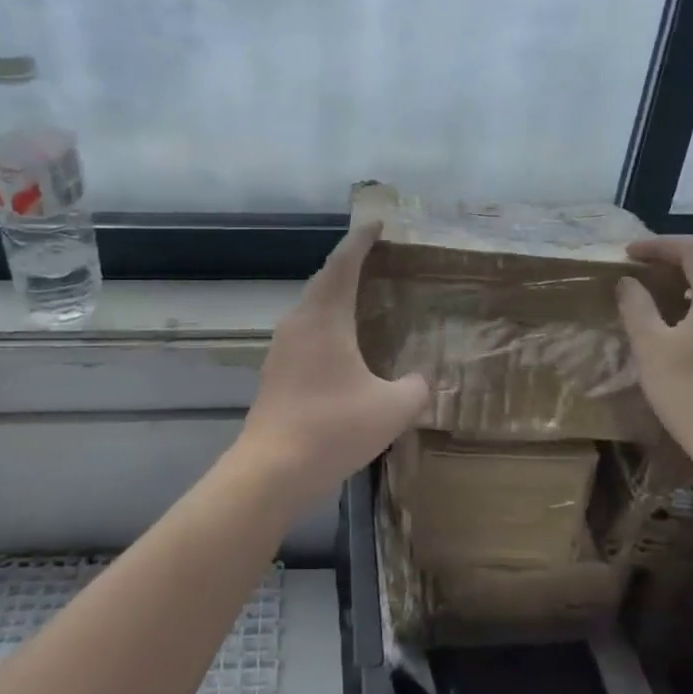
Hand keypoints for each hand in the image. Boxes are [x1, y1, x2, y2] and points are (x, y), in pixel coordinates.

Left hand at [236, 224, 429, 502]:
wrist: (272, 470)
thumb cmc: (334, 428)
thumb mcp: (392, 409)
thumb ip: (415, 387)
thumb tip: (420, 379)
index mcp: (325, 318)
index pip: (343, 264)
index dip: (361, 240)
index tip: (376, 223)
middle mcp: (298, 323)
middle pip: (323, 281)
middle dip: (348, 266)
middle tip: (376, 259)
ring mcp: (281, 349)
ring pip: (311, 309)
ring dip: (335, 298)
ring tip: (362, 300)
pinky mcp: (275, 373)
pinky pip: (305, 334)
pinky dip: (326, 326)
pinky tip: (342, 348)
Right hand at [616, 235, 692, 469]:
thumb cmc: (691, 390)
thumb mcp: (651, 347)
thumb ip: (637, 307)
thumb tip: (628, 282)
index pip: (692, 249)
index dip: (658, 245)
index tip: (628, 254)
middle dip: (680, 260)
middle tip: (648, 272)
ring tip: (664, 298)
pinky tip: (688, 329)